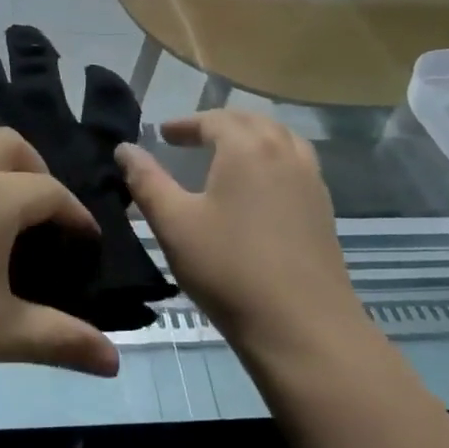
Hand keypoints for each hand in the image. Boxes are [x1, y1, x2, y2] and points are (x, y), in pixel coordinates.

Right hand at [115, 112, 367, 365]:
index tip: (163, 134)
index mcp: (247, 148)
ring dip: (251, 137)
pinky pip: (297, 163)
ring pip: (281, 139)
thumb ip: (146, 181)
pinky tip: (260, 188)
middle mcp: (285, 152)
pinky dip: (274, 158)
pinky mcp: (324, 209)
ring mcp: (311, 180)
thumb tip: (125, 148)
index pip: (214, 120)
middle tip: (192, 139)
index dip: (186, 124)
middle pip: (251, 122)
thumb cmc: (229, 269)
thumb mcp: (174, 224)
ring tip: (229, 154)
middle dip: (219, 125)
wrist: (302, 327)